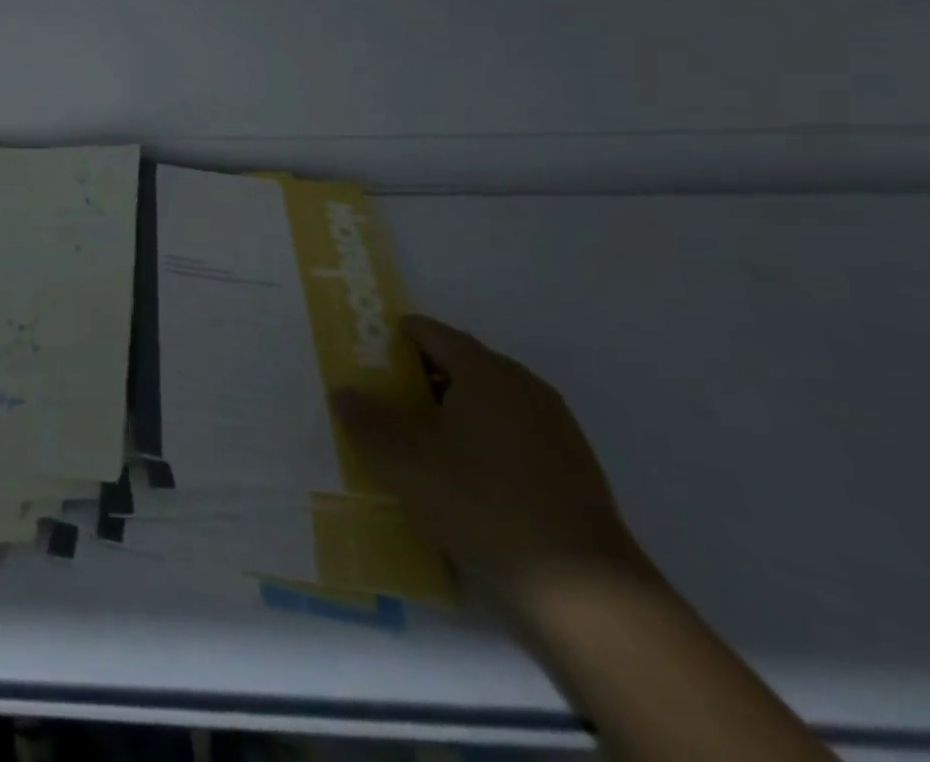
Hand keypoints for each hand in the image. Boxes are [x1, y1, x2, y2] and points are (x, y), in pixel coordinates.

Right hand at [333, 315, 647, 614]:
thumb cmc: (484, 507)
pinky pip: (512, 436)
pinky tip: (463, 481)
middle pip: (461, 363)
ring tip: (417, 444)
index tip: (365, 357)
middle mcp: (523, 386)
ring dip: (451, 412)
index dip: (394, 339)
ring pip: (488, 402)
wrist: (587, 598)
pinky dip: (481, 442)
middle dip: (419, 377)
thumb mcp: (407, 464)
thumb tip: (342, 391)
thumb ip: (369, 423)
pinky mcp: (572, 470)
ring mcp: (554, 428)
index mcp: (485, 371)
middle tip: (383, 401)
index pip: (431, 332)